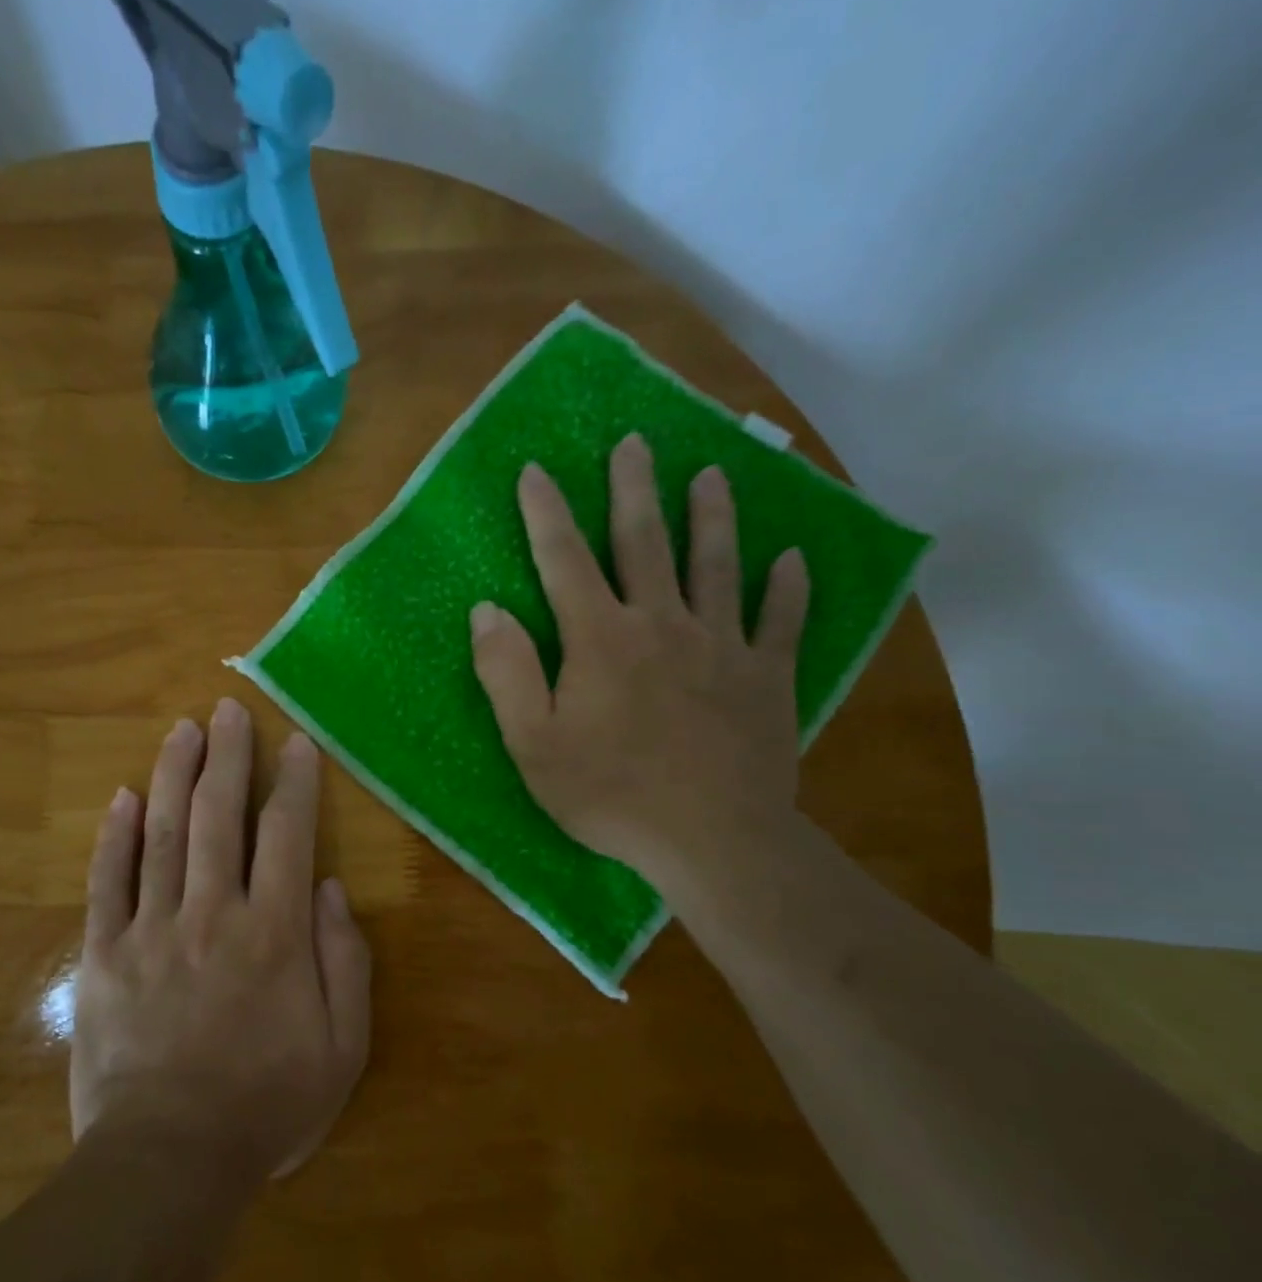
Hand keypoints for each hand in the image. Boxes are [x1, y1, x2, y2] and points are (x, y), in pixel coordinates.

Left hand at [72, 700, 370, 1180]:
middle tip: (228, 710)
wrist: (169, 1160)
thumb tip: (329, 887)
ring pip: (162, 833)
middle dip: (227, 756)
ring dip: (173, 775)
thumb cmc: (266, 1104)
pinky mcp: (104, 953)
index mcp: (273, 932)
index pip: (287, 835)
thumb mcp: (341, 1047)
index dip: (294, 783)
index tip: (296, 743)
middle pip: (219, 816)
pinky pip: (108, 882)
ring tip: (182, 731)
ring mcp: (151, 929)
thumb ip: (344, 960)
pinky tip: (121, 797)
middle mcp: (212, 913)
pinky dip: (114, 836)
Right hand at [469, 435, 810, 888]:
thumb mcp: (533, 744)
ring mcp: (722, 646)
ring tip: (714, 474)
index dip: (547, 513)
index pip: (565, 560)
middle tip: (637, 441)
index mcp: (600, 638)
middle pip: (646, 543)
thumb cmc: (609, 794)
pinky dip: (788, 587)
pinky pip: (781, 621)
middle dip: (635, 489)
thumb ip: (507, 673)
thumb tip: (487, 610)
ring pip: (718, 566)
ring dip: (714, 517)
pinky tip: (794, 559)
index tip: (536, 470)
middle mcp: (662, 624)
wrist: (712, 840)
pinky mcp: (766, 677)